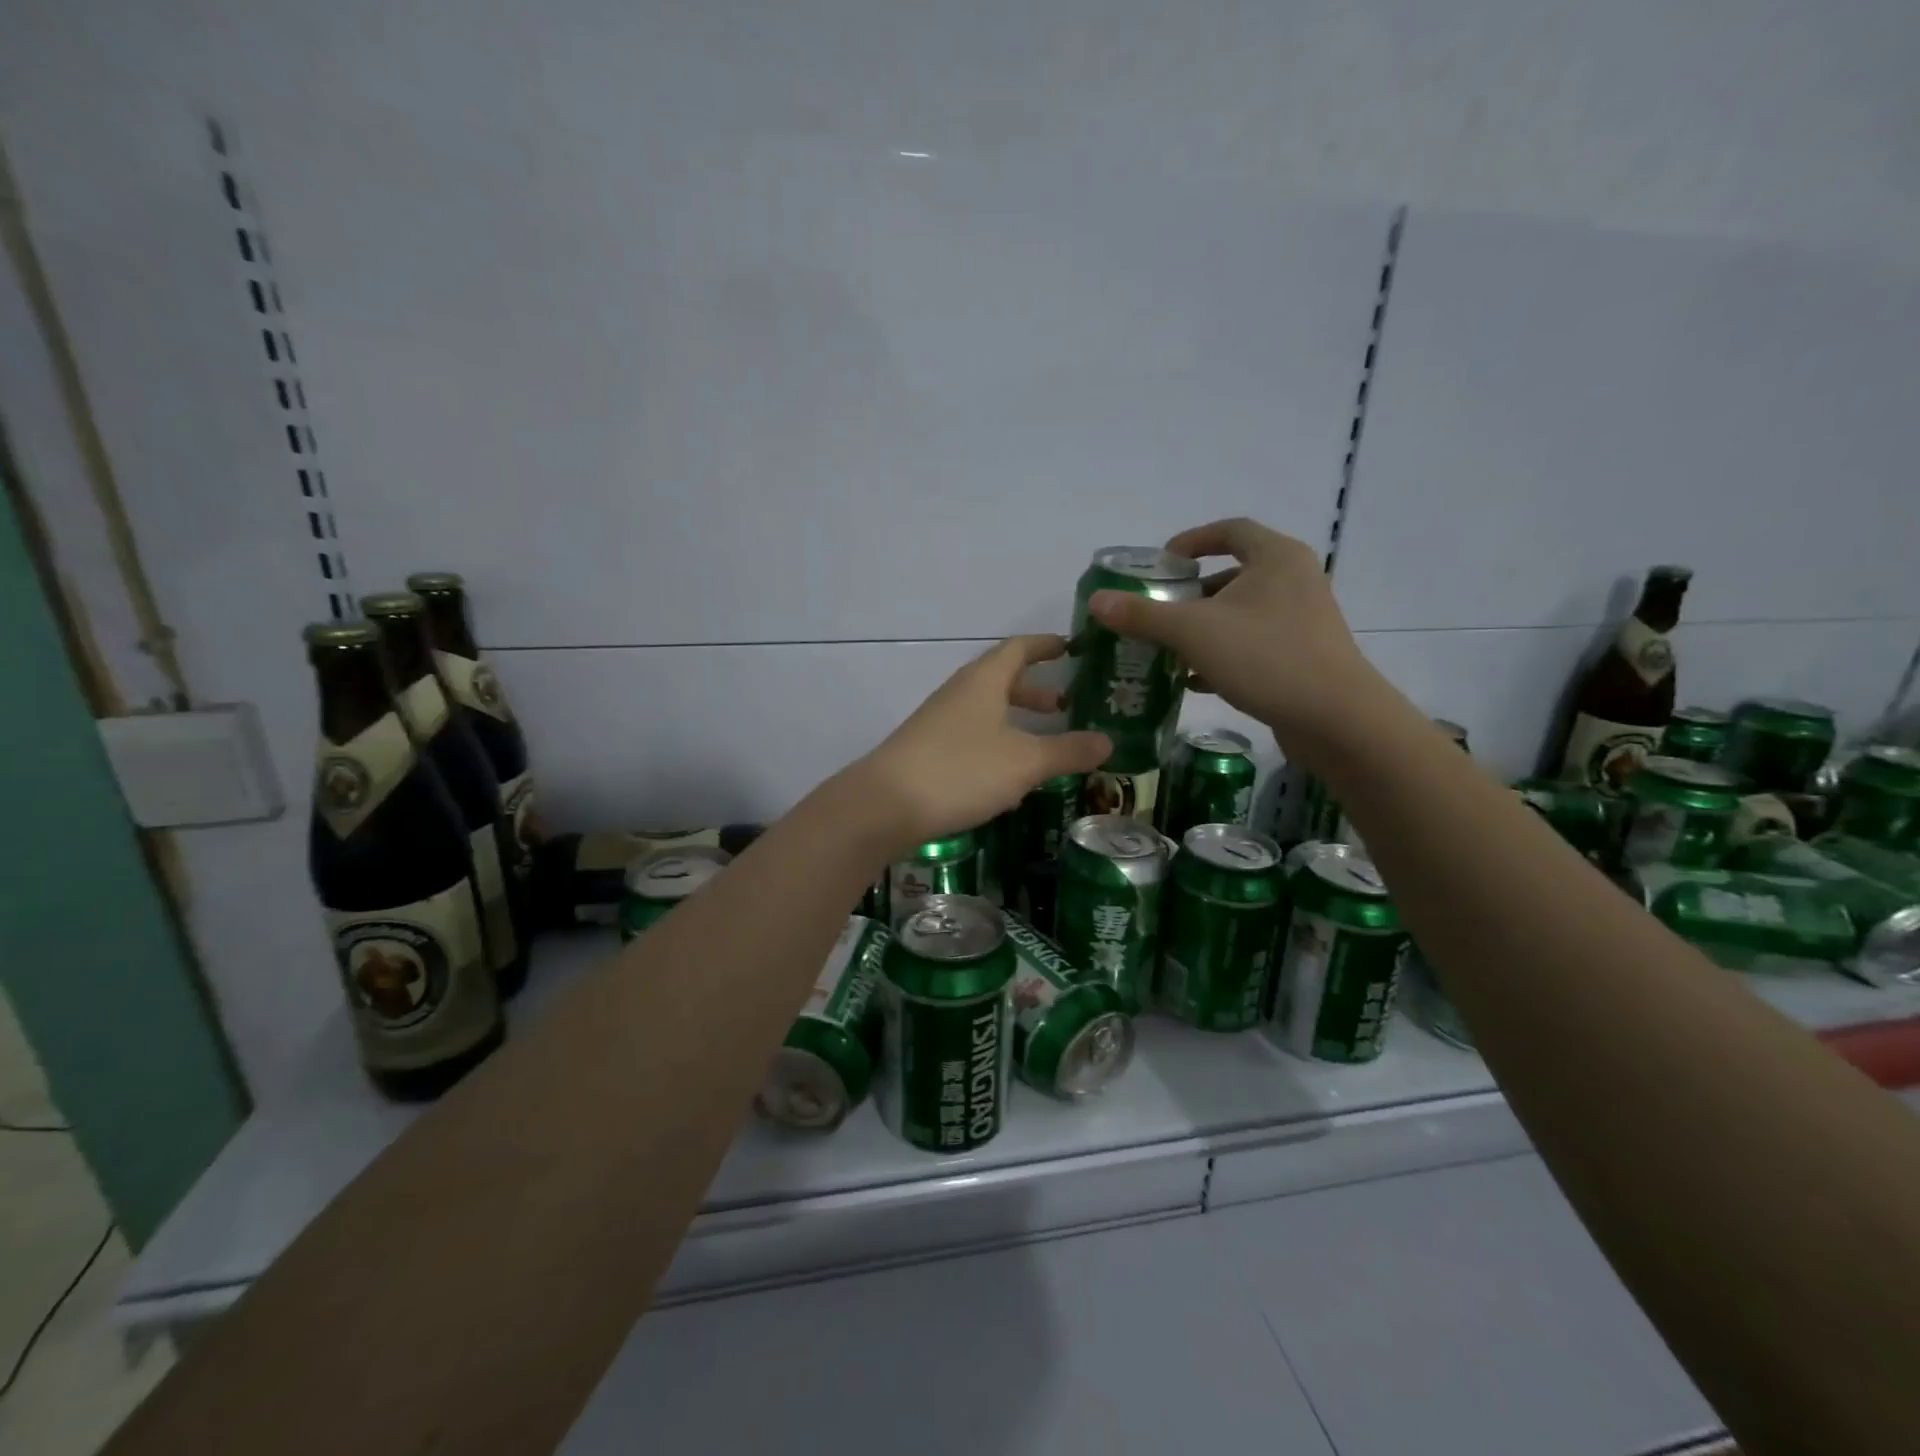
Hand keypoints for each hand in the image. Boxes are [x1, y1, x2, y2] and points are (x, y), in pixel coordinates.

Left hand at [850, 636, 1110, 852]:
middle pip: (1001, 679)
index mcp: (983, 681)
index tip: (1071, 647)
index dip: (1046, 645)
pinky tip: (1010, 777)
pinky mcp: (928, 751)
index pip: (1019, 648)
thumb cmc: (962, 770)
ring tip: (1046, 743)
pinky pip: (972, 737)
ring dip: (1017, 720)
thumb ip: (1067, 750)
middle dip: (1035, 689)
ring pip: (986, 711)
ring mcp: (939, 722)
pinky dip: (998, 744)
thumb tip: (1109, 741)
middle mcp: (959, 693)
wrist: (886, 805)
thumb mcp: (1025, 761)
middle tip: (1066, 703)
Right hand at [1087, 518, 1374, 745]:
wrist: (1335, 719)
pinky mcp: (1303, 656)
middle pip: (1232, 575)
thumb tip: (1097, 602)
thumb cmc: (1265, 657)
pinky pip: (1253, 644)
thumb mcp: (1194, 632)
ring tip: (1167, 647)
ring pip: (1241, 614)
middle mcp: (1294, 580)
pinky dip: (1222, 654)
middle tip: (1156, 611)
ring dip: (1203, 628)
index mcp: (1276, 558)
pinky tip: (1193, 680)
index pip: (1229, 531)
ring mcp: (1302, 620)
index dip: (1192, 541)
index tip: (1161, 564)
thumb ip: (1143, 615)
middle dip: (1191, 594)